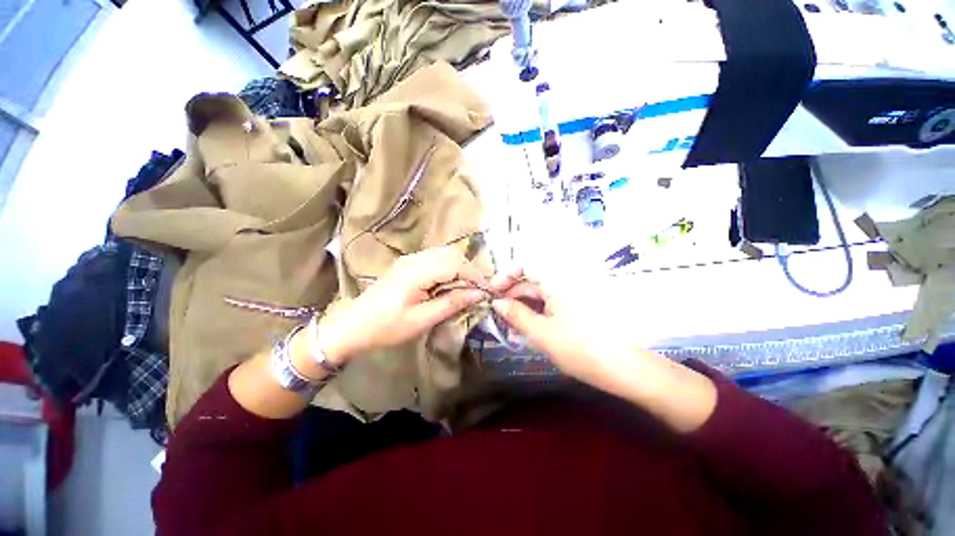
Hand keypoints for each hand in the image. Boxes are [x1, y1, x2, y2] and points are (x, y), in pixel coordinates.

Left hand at [319, 247, 487, 363]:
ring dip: (459, 268)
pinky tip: (448, 283)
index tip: (485, 291)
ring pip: (444, 254)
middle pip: (451, 254)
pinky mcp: (408, 264)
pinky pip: (435, 259)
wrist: (353, 325)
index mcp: (417, 272)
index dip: (474, 275)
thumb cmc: (387, 326)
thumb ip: (452, 303)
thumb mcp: (422, 319)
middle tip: (476, 290)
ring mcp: (410, 259)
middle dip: (468, 270)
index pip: (455, 264)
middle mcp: (415, 259)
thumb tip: (478, 294)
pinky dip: (448, 268)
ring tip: (465, 287)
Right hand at [488, 269, 620, 386]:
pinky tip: (529, 323)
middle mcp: (566, 279)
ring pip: (541, 291)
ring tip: (511, 322)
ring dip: (524, 303)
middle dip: (513, 294)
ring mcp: (574, 291)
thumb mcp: (542, 333)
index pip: (525, 265)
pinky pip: (552, 300)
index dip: (505, 276)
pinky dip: (538, 309)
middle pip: (532, 279)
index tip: (493, 293)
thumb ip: (516, 315)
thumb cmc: (581, 348)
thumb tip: (497, 303)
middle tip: (498, 313)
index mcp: (558, 279)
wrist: (625, 368)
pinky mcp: (579, 303)